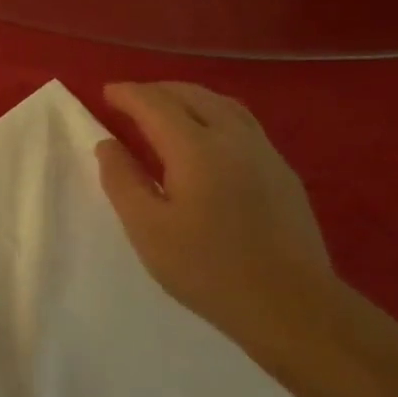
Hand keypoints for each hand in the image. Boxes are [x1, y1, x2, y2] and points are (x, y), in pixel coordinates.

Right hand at [95, 82, 344, 364]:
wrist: (291, 305)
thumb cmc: (207, 269)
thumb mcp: (147, 229)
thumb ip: (122, 180)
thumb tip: (107, 144)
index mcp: (196, 148)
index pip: (156, 104)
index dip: (129, 94)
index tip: (106, 92)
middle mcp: (233, 137)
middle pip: (192, 95)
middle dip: (158, 90)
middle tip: (130, 99)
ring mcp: (264, 152)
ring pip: (223, 104)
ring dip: (188, 97)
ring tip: (166, 109)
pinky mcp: (282, 172)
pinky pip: (242, 123)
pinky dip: (213, 113)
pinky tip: (206, 138)